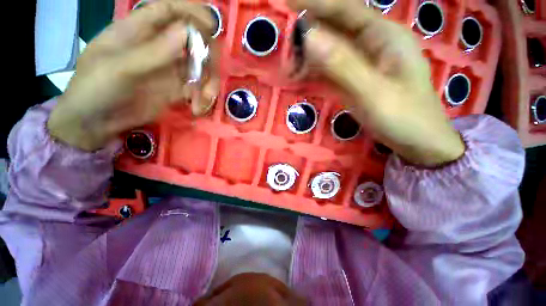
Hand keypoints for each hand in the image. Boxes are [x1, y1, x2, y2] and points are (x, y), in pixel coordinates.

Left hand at [48, 0, 219, 150]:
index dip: (191, 12)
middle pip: (193, 41)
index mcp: (138, 31)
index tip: (211, 25)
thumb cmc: (96, 89)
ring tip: (203, 101)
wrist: (96, 122)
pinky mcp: (176, 89)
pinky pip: (198, 88)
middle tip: (209, 78)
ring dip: (208, 83)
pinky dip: (202, 97)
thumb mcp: (120, 68)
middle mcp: (158, 47)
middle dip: (207, 58)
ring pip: (201, 67)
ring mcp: (169, 69)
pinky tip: (197, 109)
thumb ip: (153, 51)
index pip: (169, 11)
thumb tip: (187, 32)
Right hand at [291, 0, 464, 166]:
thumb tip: (309, 37)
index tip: (288, 1)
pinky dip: (316, 70)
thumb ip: (342, 65)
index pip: (346, 9)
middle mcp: (374, 44)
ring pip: (332, 50)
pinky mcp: (357, 80)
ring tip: (289, 62)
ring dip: (310, 54)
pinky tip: (303, 76)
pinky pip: (332, 69)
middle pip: (337, 28)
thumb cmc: (404, 117)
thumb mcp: (373, 92)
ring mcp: (364, 64)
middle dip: (309, 30)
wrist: (418, 142)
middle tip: (284, 37)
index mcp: (384, 36)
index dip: (317, 3)